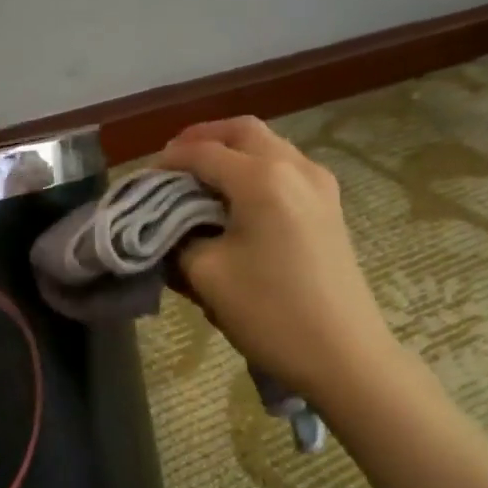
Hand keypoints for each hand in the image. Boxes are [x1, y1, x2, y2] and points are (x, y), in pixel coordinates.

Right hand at [158, 117, 394, 393]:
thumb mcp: (207, 275)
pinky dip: (255, 169)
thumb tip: (171, 226)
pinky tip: (236, 198)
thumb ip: (180, 239)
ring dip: (231, 151)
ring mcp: (320, 185)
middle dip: (203, 139)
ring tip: (200, 179)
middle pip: (242, 131)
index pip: (203, 152)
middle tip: (173, 163)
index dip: (168, 161)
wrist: (344, 355)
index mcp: (262, 179)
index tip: (143, 180)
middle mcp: (295, 167)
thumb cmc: (270, 313)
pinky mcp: (330, 206)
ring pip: (269, 145)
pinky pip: (286, 168)